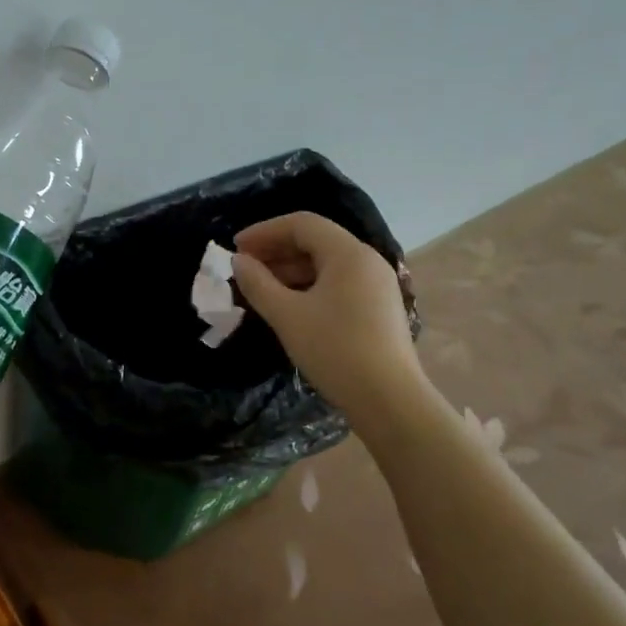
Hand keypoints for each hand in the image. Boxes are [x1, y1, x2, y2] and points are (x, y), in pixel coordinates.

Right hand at [232, 212, 426, 415]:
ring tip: (260, 288)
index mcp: (348, 254)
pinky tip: (288, 304)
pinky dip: (308, 285)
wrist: (389, 401)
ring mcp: (376, 284)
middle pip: (315, 240)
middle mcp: (367, 260)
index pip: (302, 224)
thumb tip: (239, 261)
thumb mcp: (287, 315)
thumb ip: (258, 283)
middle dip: (276, 250)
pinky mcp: (378, 308)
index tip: (236, 248)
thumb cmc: (335, 350)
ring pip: (326, 263)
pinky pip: (338, 282)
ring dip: (290, 269)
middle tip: (244, 268)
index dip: (265, 231)